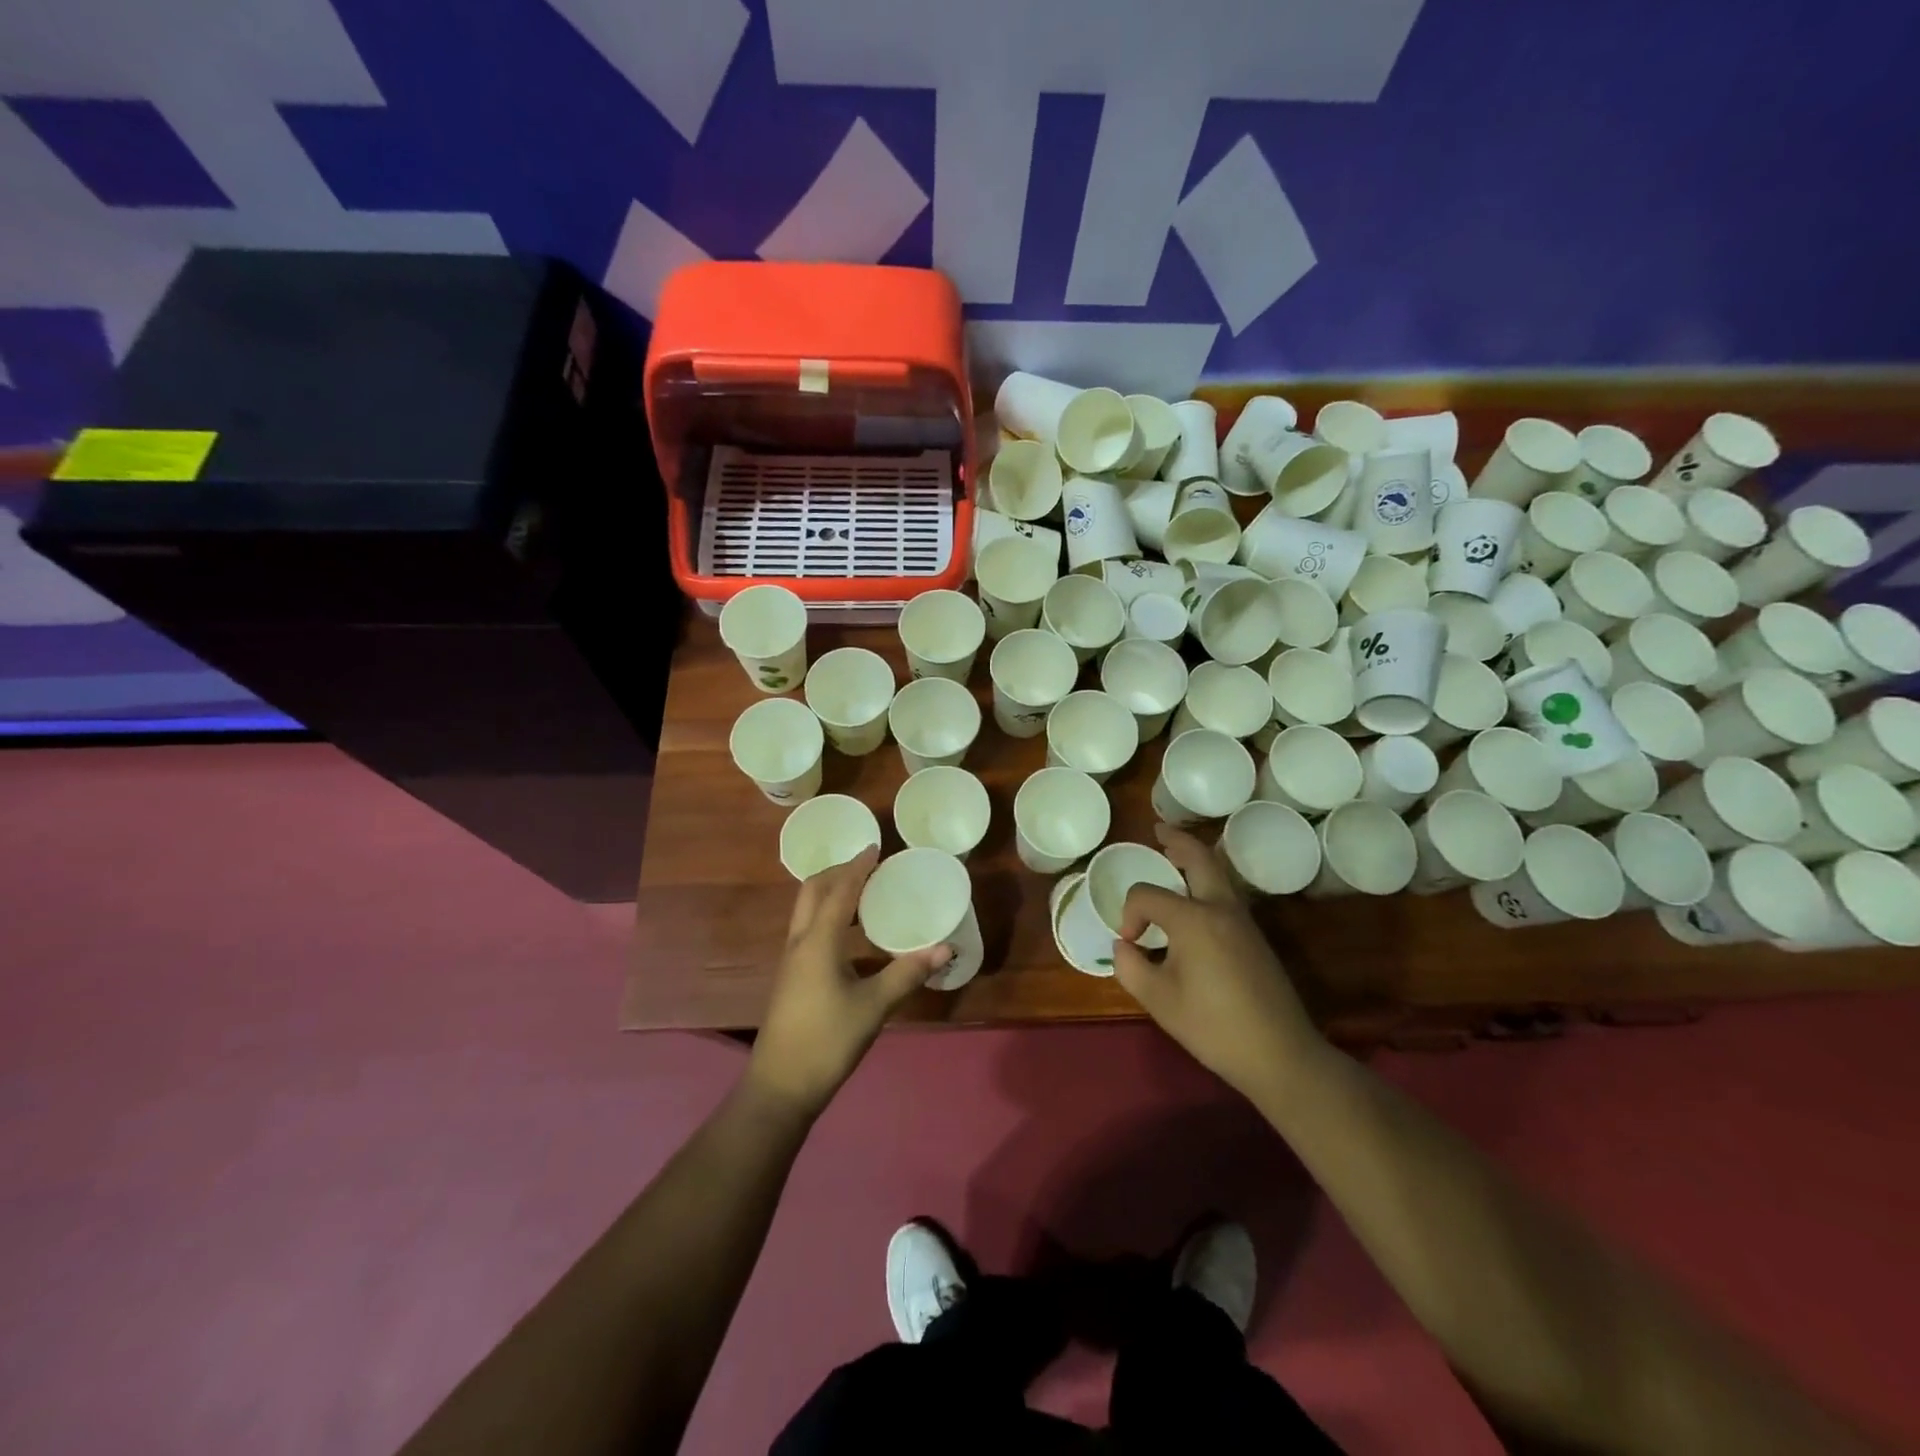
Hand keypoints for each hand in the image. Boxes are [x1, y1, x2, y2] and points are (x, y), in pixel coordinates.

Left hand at [746, 848, 950, 1118]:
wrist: (780, 1087)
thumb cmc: (827, 1041)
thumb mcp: (873, 1007)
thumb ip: (908, 974)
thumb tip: (944, 948)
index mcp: (818, 941)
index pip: (839, 890)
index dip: (858, 867)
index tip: (875, 848)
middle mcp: (799, 942)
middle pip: (812, 891)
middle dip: (838, 872)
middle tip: (868, 867)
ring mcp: (791, 960)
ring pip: (806, 910)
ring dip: (830, 893)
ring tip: (863, 893)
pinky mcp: (791, 977)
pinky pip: (808, 929)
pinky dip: (827, 915)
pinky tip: (850, 935)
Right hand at [1115, 825, 1327, 1102]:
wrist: (1280, 1054)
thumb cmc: (1213, 1026)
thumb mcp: (1158, 1000)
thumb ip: (1130, 967)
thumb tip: (1125, 946)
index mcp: (1193, 919)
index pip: (1147, 895)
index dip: (1130, 915)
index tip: (1131, 945)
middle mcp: (1221, 908)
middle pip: (1199, 858)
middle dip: (1177, 841)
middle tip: (1158, 831)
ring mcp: (1243, 921)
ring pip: (1219, 873)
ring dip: (1196, 858)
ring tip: (1174, 855)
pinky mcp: (1255, 937)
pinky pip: (1226, 893)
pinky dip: (1207, 880)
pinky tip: (1195, 898)